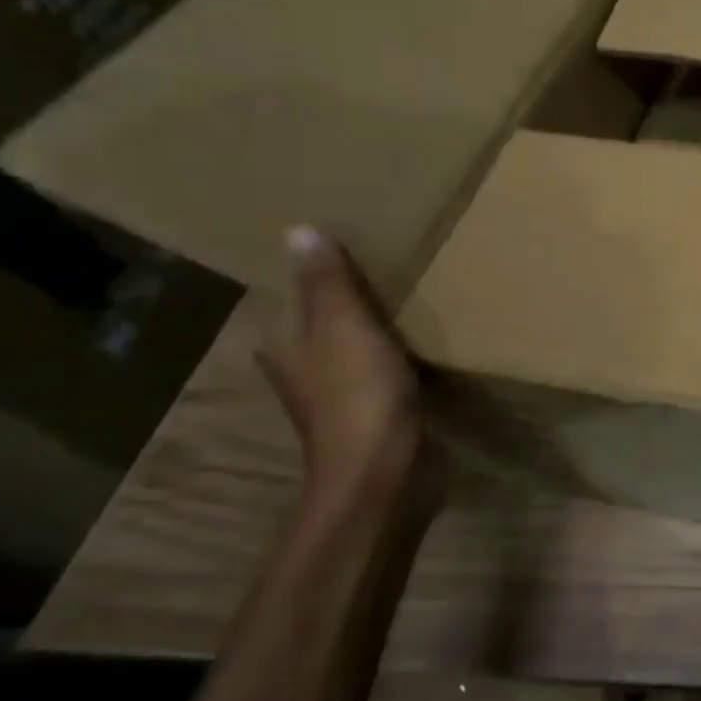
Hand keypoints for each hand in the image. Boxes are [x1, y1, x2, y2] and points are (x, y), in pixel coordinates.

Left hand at [259, 227, 441, 520]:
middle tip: (386, 254)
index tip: (349, 238)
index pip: (291, 291)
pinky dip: (392, 344)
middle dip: (347, 289)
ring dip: (373, 317)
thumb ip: (326, 282)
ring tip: (408, 284)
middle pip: (322, 313)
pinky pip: (377, 359)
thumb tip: (298, 230)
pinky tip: (418, 331)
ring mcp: (334, 387)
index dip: (314, 266)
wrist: (382, 471)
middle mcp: (299, 363)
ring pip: (351, 337)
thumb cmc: (357, 393)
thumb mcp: (344, 327)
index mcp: (282, 342)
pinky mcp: (368, 404)